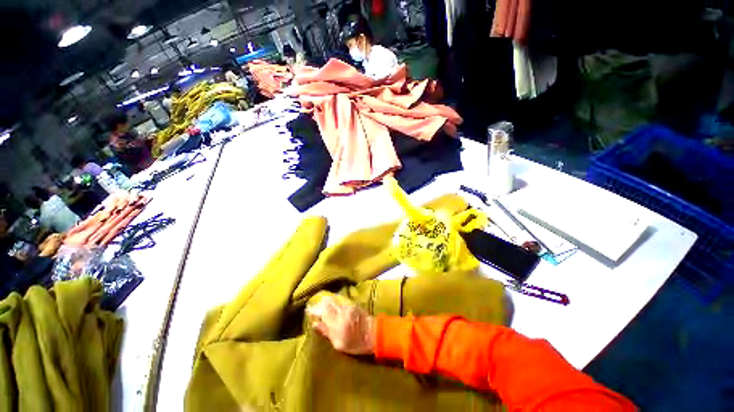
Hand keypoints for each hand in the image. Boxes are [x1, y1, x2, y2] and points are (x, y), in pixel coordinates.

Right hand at [308, 295, 375, 354]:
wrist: (373, 334)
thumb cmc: (355, 343)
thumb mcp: (338, 344)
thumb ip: (326, 332)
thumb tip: (315, 323)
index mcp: (337, 324)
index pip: (323, 312)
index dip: (315, 310)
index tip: (309, 311)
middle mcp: (342, 312)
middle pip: (328, 304)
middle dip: (320, 305)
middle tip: (315, 308)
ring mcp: (348, 306)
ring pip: (334, 301)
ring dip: (327, 303)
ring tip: (323, 307)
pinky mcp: (352, 304)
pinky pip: (340, 302)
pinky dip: (335, 304)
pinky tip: (333, 307)